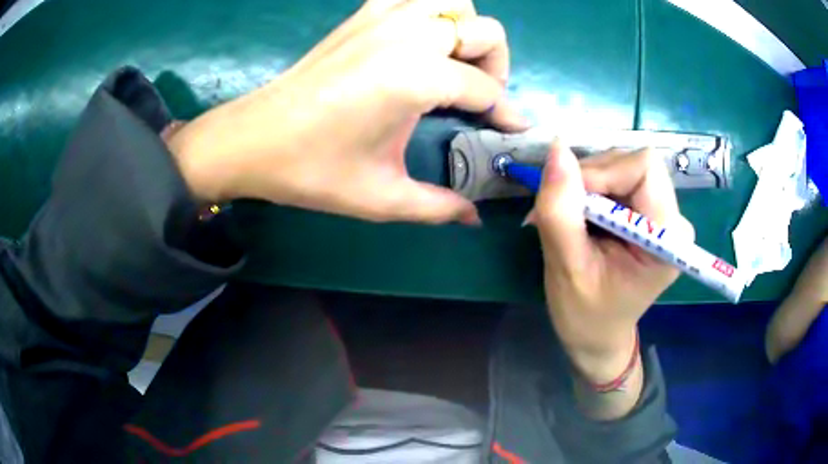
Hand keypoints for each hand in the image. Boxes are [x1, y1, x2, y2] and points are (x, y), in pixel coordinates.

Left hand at [167, 0, 527, 223]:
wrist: (253, 139)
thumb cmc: (312, 169)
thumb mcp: (381, 196)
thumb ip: (439, 206)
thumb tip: (475, 217)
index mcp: (418, 77)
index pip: (486, 89)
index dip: (506, 113)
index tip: (513, 130)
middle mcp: (409, 35)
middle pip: (484, 31)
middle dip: (495, 64)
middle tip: (479, 97)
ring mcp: (383, 17)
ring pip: (452, 1)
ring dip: (466, 29)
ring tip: (454, 62)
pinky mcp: (361, 16)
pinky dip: (428, 12)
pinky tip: (418, 40)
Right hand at [532, 142, 693, 382]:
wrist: (598, 336)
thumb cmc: (585, 316)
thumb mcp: (566, 269)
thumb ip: (560, 210)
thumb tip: (556, 149)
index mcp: (666, 239)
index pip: (644, 168)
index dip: (603, 171)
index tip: (570, 199)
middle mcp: (672, 220)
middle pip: (632, 163)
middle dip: (591, 179)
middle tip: (563, 211)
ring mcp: (662, 214)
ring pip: (622, 166)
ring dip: (587, 184)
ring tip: (569, 219)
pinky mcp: (649, 213)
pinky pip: (618, 179)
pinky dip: (592, 189)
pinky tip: (581, 217)